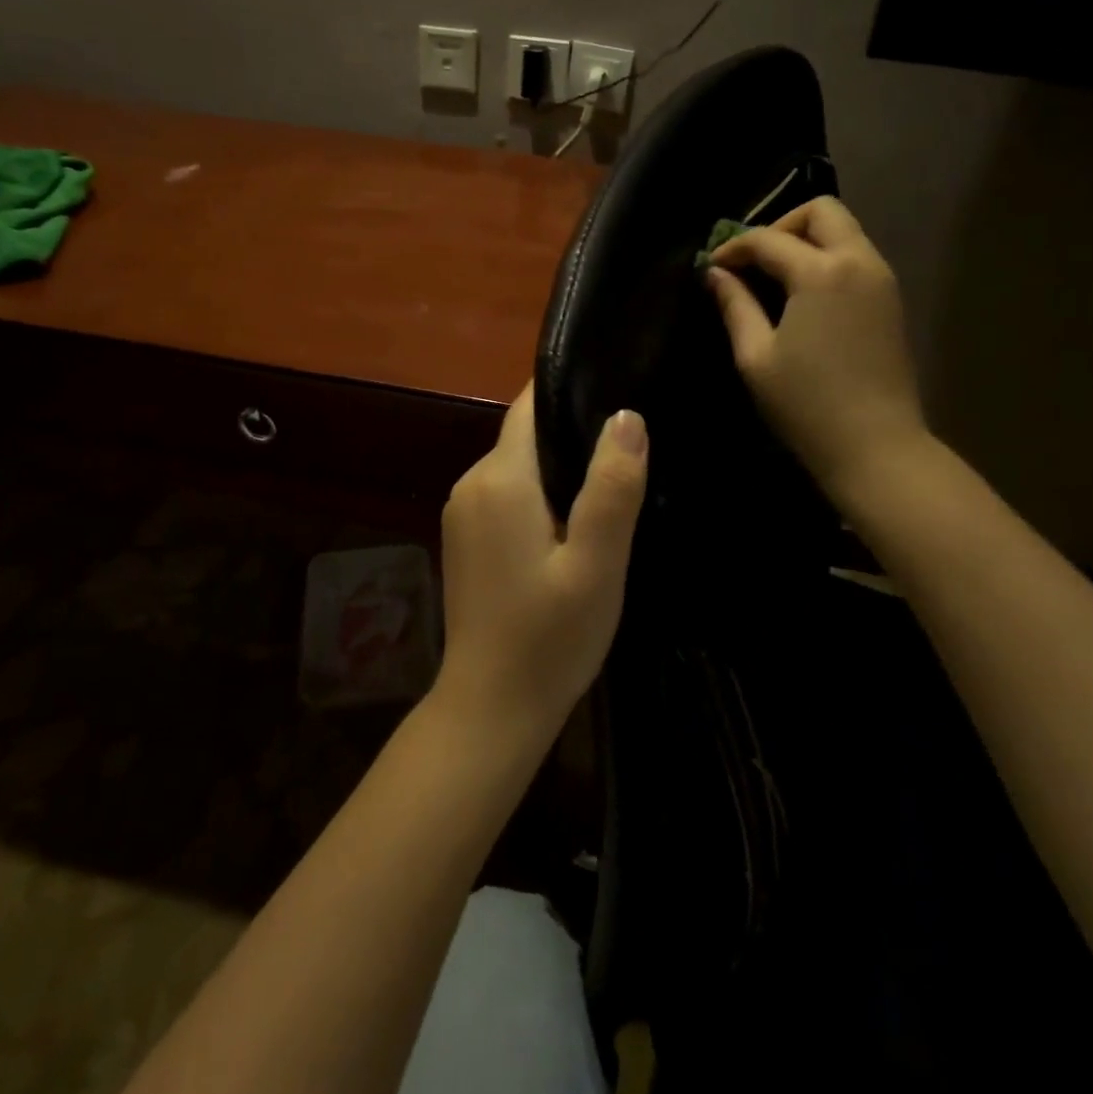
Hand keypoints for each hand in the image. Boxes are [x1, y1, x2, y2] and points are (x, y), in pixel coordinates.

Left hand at [435, 386, 647, 740]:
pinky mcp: (465, 539)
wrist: (490, 708)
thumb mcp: (596, 564)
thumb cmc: (549, 638)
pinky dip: (539, 496)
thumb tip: (626, 416)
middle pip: (525, 436)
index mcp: (500, 479)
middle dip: (572, 434)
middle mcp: (471, 483)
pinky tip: (573, 524)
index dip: (571, 390)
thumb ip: (611, 488)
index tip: (617, 385)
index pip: (530, 407)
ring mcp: (462, 513)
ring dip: (558, 470)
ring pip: (518, 467)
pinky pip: (507, 495)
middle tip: (630, 449)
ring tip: (611, 484)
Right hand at [705, 197, 927, 503]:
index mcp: (821, 273)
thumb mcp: (756, 356)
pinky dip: (825, 259)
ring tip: (772, 278)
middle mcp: (858, 262)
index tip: (710, 267)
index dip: (733, 248)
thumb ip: (735, 306)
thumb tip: (716, 274)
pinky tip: (801, 295)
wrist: (876, 446)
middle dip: (779, 226)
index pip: (769, 239)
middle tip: (752, 261)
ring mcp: (882, 279)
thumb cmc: (806, 404)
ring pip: (843, 230)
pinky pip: (855, 256)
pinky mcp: (890, 300)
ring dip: (805, 241)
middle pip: (820, 212)